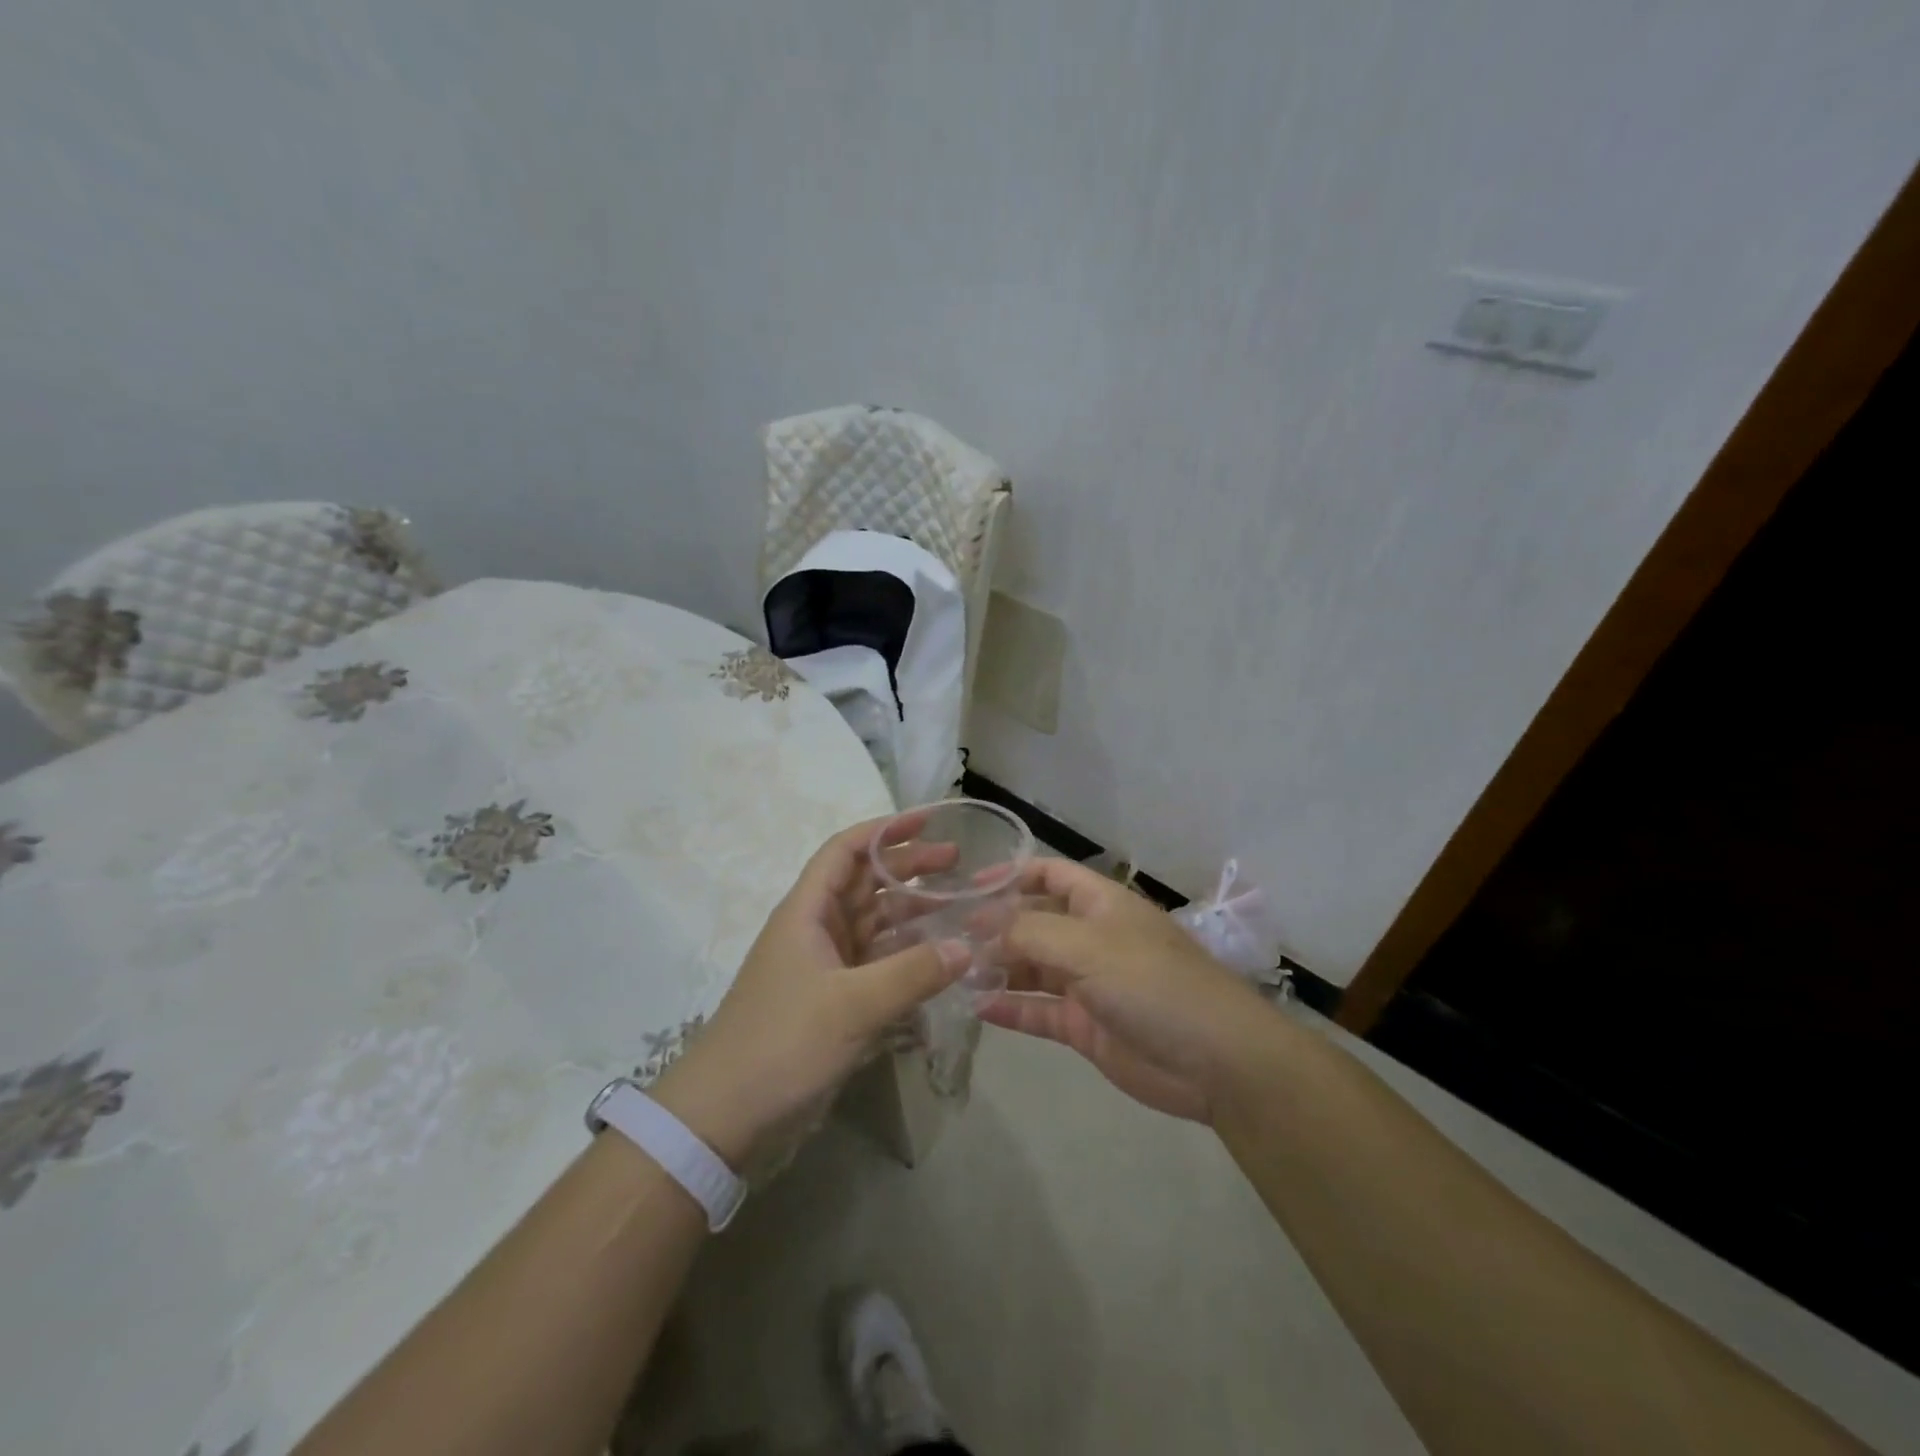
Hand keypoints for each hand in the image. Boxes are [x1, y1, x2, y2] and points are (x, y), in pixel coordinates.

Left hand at [651, 813, 969, 1171]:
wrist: (724, 1116)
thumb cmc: (781, 1043)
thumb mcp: (851, 1005)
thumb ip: (912, 973)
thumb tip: (967, 946)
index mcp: (807, 911)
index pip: (846, 850)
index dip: (885, 830)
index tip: (929, 820)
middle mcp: (816, 929)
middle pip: (865, 883)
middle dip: (909, 868)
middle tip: (958, 864)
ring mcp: (824, 966)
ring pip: (875, 924)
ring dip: (913, 913)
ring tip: (959, 907)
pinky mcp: (833, 1001)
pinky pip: (878, 964)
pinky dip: (906, 957)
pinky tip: (940, 960)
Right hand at [980, 858, 1276, 1123]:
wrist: (1214, 1060)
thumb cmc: (1152, 984)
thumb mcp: (1087, 946)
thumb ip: (1029, 933)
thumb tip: (982, 927)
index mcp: (1101, 904)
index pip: (1050, 874)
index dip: (1011, 875)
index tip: (968, 886)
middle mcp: (1092, 937)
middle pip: (1035, 921)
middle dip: (995, 926)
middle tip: (947, 936)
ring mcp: (1089, 983)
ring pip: (1033, 968)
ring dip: (998, 967)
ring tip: (953, 972)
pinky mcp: (1086, 1026)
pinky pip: (1040, 1011)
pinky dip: (1011, 1009)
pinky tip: (977, 1008)